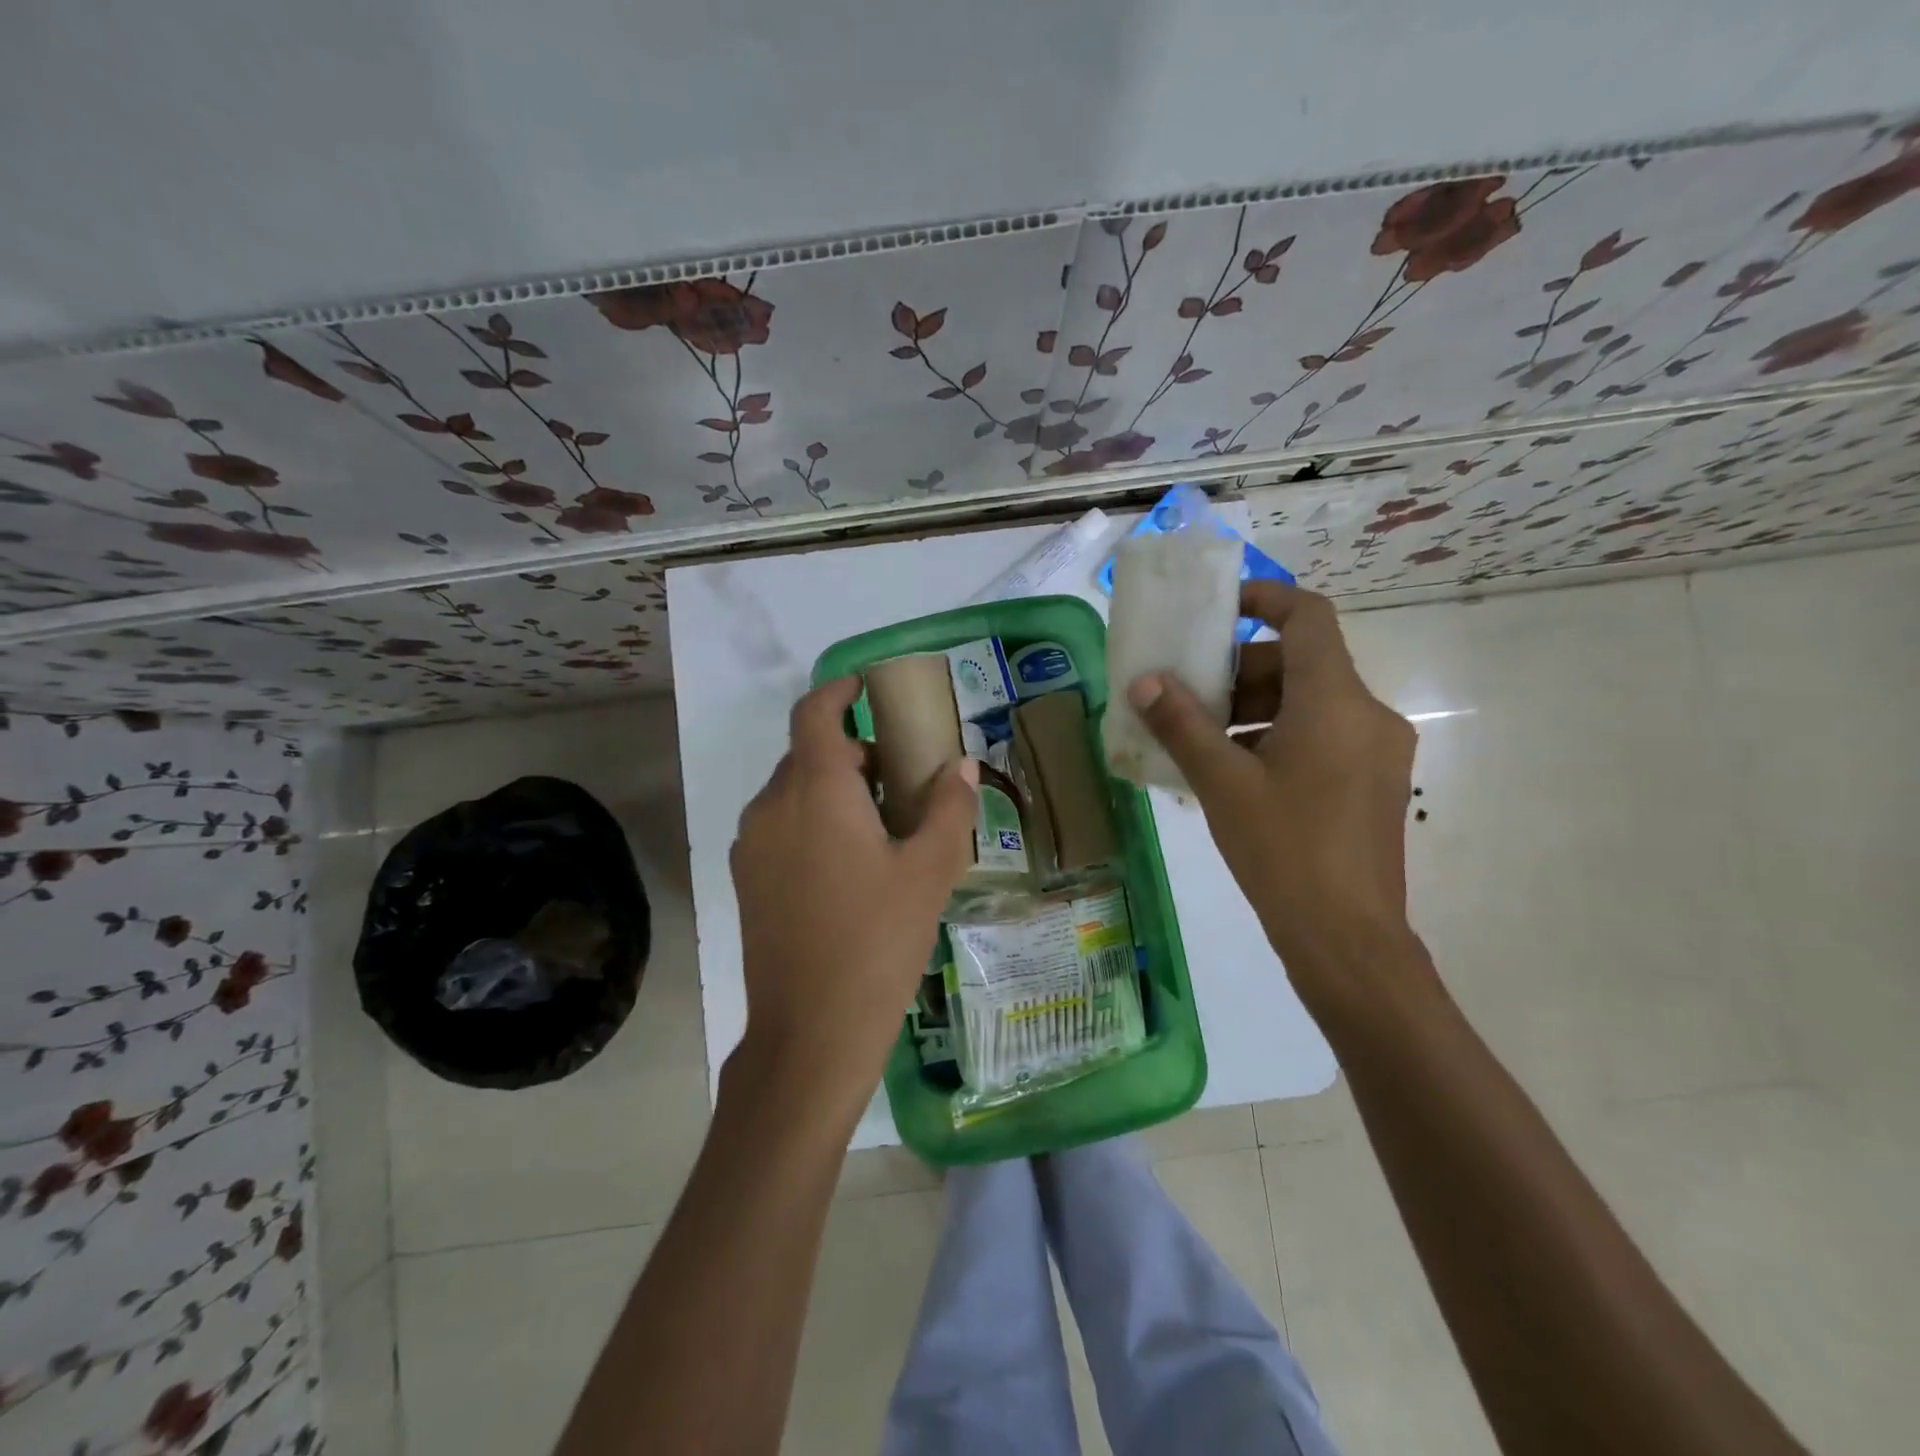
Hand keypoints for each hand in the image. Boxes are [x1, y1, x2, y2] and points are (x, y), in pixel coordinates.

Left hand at [729, 675, 977, 1106]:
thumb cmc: (878, 941)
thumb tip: (960, 765)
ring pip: (794, 791)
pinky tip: (850, 865)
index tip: (868, 687)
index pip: (815, 713)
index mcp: (814, 791)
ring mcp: (752, 844)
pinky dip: (814, 819)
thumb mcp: (930, 872)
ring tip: (883, 826)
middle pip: (809, 753)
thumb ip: (949, 808)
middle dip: (854, 753)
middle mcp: (772, 805)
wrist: (810, 1031)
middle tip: (903, 779)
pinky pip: (781, 825)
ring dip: (835, 789)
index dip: (839, 690)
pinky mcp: (747, 878)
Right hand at [1127, 582, 1422, 1013]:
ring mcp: (1377, 752)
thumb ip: (1182, 725)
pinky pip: (1322, 737)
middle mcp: (1369, 715)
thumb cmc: (1283, 851)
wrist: (1347, 939)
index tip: (1218, 609)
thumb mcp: (1222, 783)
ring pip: (1311, 703)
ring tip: (1204, 741)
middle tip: (1191, 696)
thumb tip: (1144, 682)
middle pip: (1303, 663)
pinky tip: (1236, 774)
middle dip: (1243, 670)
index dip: (1264, 599)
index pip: (1308, 617)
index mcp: (1337, 702)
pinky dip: (1278, 737)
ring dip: (1256, 708)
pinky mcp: (1374, 784)